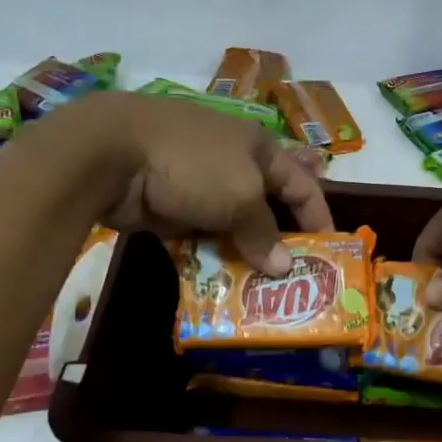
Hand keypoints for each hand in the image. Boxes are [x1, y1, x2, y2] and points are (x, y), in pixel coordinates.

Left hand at [70, 92, 333, 271]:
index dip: (319, 217)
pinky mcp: (167, 205)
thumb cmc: (193, 165)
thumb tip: (284, 267)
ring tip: (256, 292)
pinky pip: (196, 236)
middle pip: (265, 207)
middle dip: (278, 243)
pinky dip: (206, 257)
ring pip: (229, 226)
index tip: (331, 253)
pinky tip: (216, 284)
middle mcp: (231, 163)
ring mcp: (196, 184)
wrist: (110, 153)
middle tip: (292, 281)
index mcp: (258, 148)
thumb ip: (265, 233)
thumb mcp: (242, 197)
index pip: (302, 184)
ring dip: (241, 256)